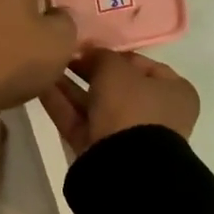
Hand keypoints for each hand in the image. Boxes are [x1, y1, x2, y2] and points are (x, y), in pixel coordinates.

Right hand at [39, 47, 199, 158]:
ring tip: (45, 68)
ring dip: (70, 87)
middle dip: (87, 72)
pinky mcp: (101, 150)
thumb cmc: (132, 107)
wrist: (125, 166)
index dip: (113, 53)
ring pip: (94, 104)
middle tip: (63, 57)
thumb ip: (101, 56)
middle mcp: (154, 112)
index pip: (141, 64)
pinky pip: (80, 122)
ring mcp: (127, 134)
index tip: (87, 48)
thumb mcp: (116, 70)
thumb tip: (89, 54)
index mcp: (173, 91)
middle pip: (115, 86)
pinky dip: (61, 105)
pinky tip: (40, 86)